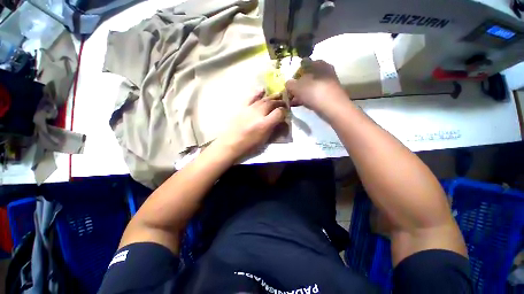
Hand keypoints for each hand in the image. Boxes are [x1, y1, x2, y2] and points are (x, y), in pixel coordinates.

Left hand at [213, 90, 286, 159]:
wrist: (230, 143)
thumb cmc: (248, 145)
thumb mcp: (264, 140)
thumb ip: (273, 129)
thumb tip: (280, 122)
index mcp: (264, 124)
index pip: (279, 113)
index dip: (284, 112)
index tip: (285, 113)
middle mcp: (258, 114)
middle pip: (272, 103)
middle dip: (280, 102)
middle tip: (284, 103)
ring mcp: (249, 109)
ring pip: (263, 99)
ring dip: (272, 97)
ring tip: (278, 95)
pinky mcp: (242, 107)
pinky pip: (251, 97)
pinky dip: (258, 93)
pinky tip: (263, 89)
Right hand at [285, 60, 347, 111]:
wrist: (332, 107)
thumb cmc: (313, 92)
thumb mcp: (296, 87)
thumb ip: (289, 84)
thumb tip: (288, 84)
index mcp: (317, 63)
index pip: (303, 64)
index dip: (295, 74)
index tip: (290, 83)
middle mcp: (325, 70)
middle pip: (307, 76)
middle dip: (298, 85)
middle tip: (291, 94)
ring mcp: (329, 82)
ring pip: (311, 86)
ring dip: (302, 93)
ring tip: (294, 101)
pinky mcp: (330, 93)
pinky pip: (315, 93)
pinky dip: (308, 98)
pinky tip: (301, 104)